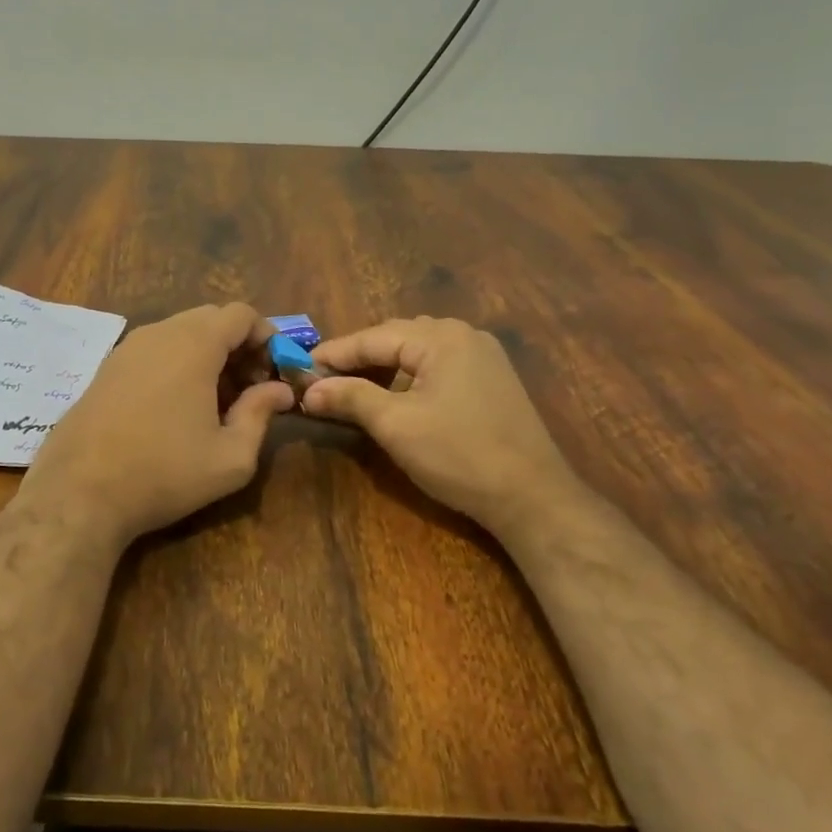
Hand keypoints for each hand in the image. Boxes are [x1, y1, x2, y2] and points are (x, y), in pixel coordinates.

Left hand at [17, 304, 294, 549]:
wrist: (79, 493)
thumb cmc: (164, 473)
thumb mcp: (230, 456)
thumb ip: (261, 415)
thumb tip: (279, 391)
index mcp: (193, 344)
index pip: (241, 314)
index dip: (266, 337)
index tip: (274, 373)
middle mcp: (158, 333)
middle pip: (211, 318)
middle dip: (238, 346)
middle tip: (249, 389)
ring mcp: (127, 348)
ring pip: (179, 333)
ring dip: (207, 355)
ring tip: (215, 402)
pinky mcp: (105, 368)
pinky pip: (154, 350)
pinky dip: (176, 363)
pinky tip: (176, 408)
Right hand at [302, 317, 584, 531]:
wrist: (532, 497)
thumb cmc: (458, 454)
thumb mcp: (395, 425)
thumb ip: (350, 397)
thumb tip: (308, 389)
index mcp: (441, 337)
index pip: (373, 337)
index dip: (334, 354)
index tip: (299, 368)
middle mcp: (464, 335)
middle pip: (396, 338)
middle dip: (358, 358)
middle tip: (323, 380)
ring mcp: (483, 356)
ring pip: (418, 352)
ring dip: (383, 367)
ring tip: (353, 388)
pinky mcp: (492, 379)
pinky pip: (438, 366)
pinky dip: (410, 377)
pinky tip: (396, 396)